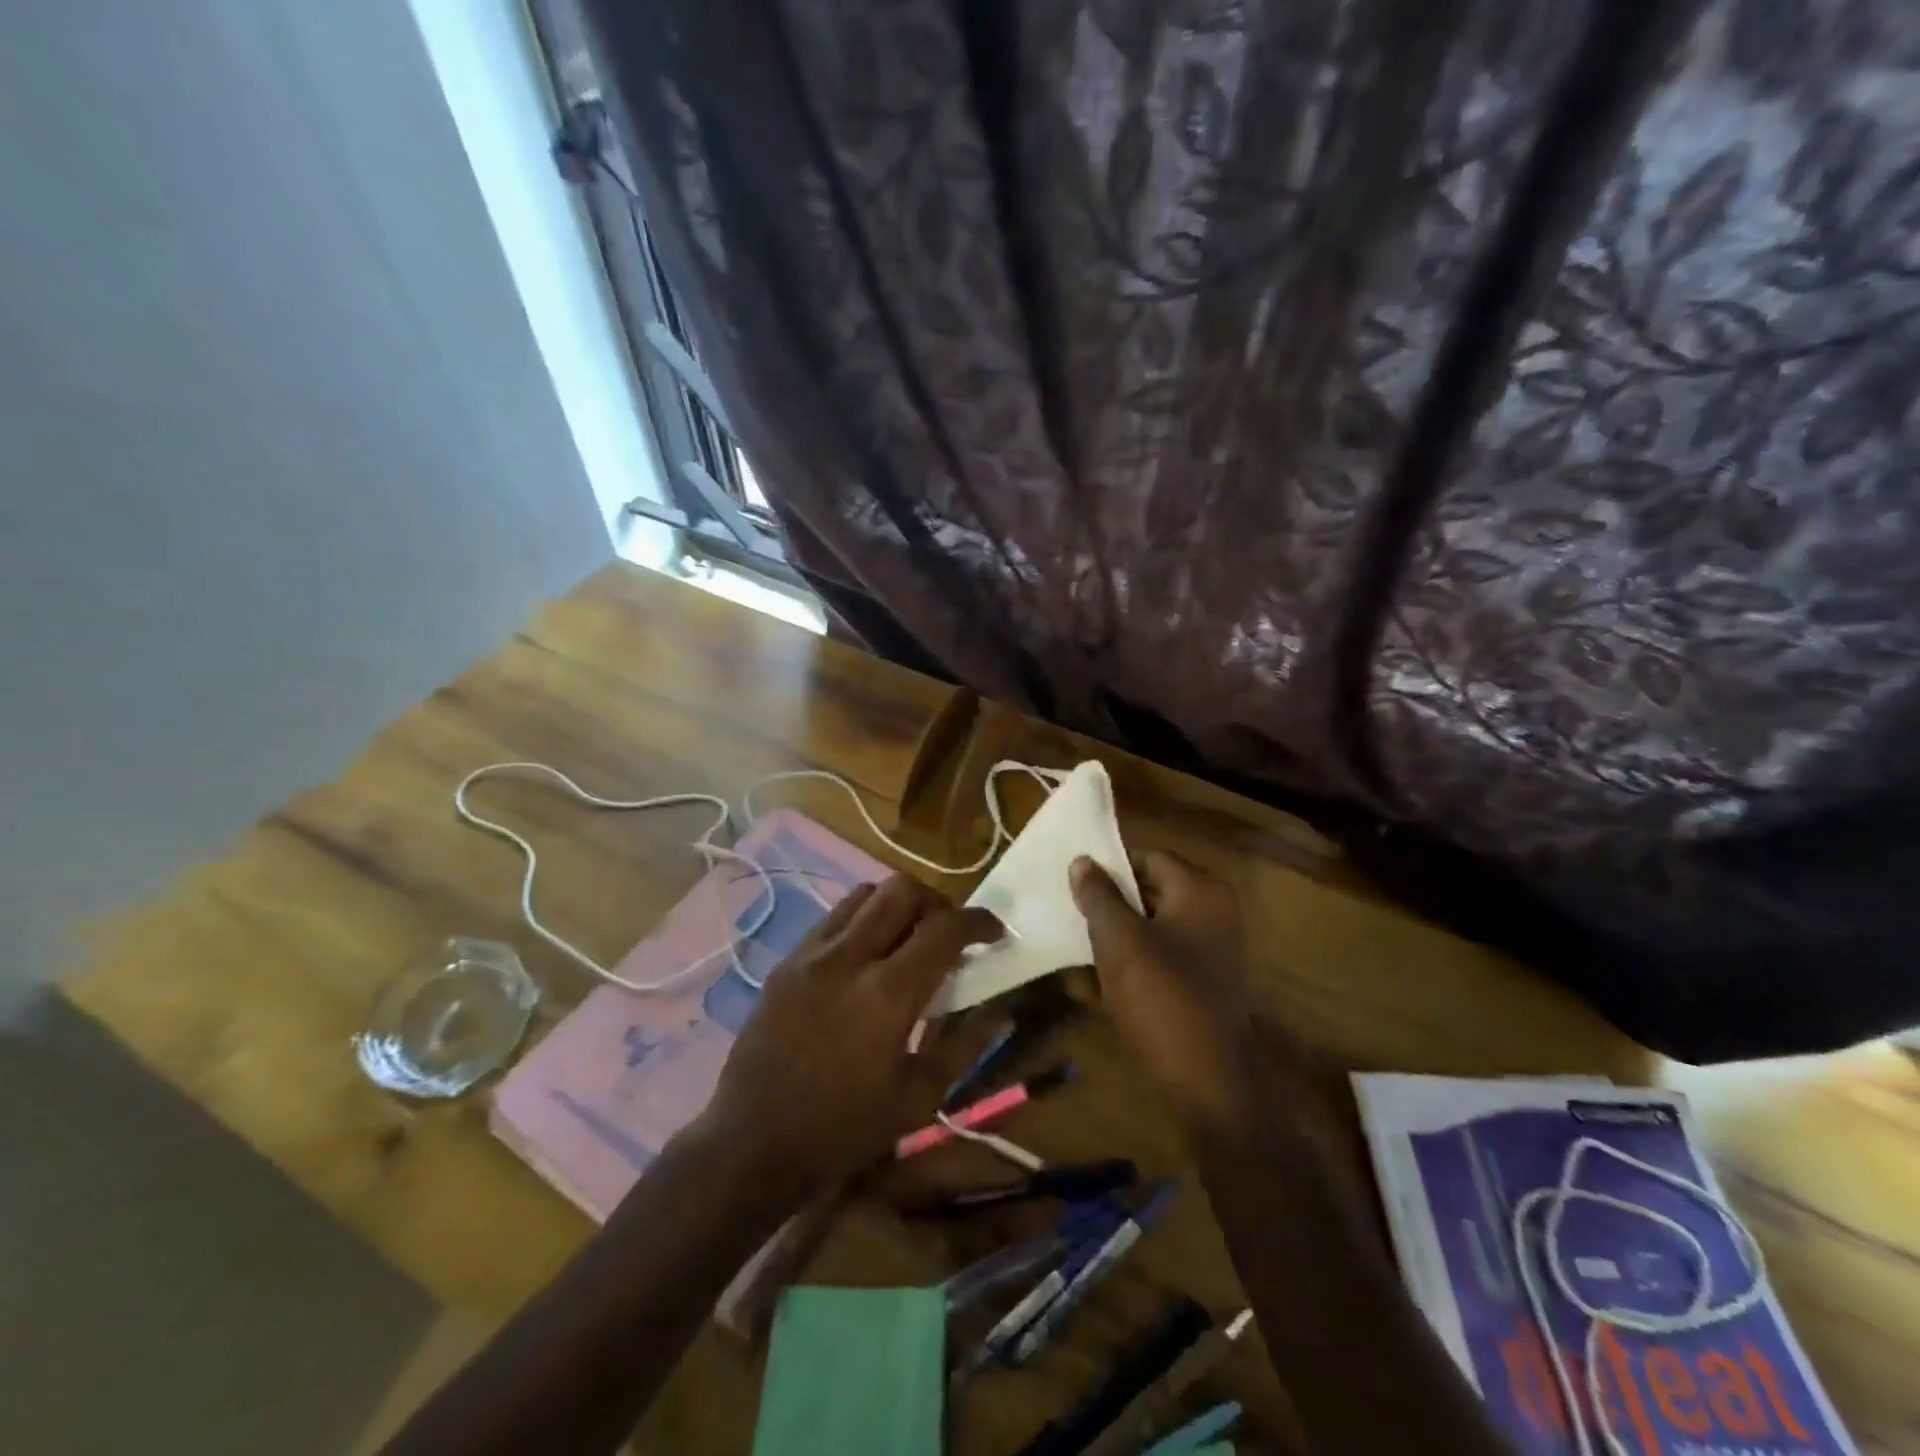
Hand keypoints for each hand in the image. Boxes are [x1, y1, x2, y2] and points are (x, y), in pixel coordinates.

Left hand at [698, 874, 1000, 1198]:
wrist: (752, 1143)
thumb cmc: (843, 1130)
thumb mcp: (917, 1098)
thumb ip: (964, 1046)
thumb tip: (1002, 1012)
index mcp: (888, 993)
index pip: (945, 928)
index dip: (979, 922)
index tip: (995, 934)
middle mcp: (850, 956)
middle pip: (904, 890)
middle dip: (939, 902)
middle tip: (951, 931)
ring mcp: (812, 953)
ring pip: (866, 893)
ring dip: (898, 904)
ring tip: (909, 936)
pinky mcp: (787, 959)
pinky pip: (834, 916)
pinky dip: (863, 917)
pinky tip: (867, 953)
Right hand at [1070, 850, 1264, 1127]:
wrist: (1207, 1082)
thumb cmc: (1161, 997)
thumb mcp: (1119, 940)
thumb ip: (1099, 895)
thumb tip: (1083, 861)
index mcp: (1200, 891)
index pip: (1148, 857)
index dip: (1109, 866)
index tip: (1072, 881)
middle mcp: (1213, 914)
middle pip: (1151, 893)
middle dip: (1108, 903)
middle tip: (1068, 911)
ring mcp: (1211, 953)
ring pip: (1151, 929)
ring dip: (1115, 937)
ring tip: (1073, 945)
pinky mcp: (1202, 987)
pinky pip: (1160, 962)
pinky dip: (1130, 966)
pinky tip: (1092, 984)